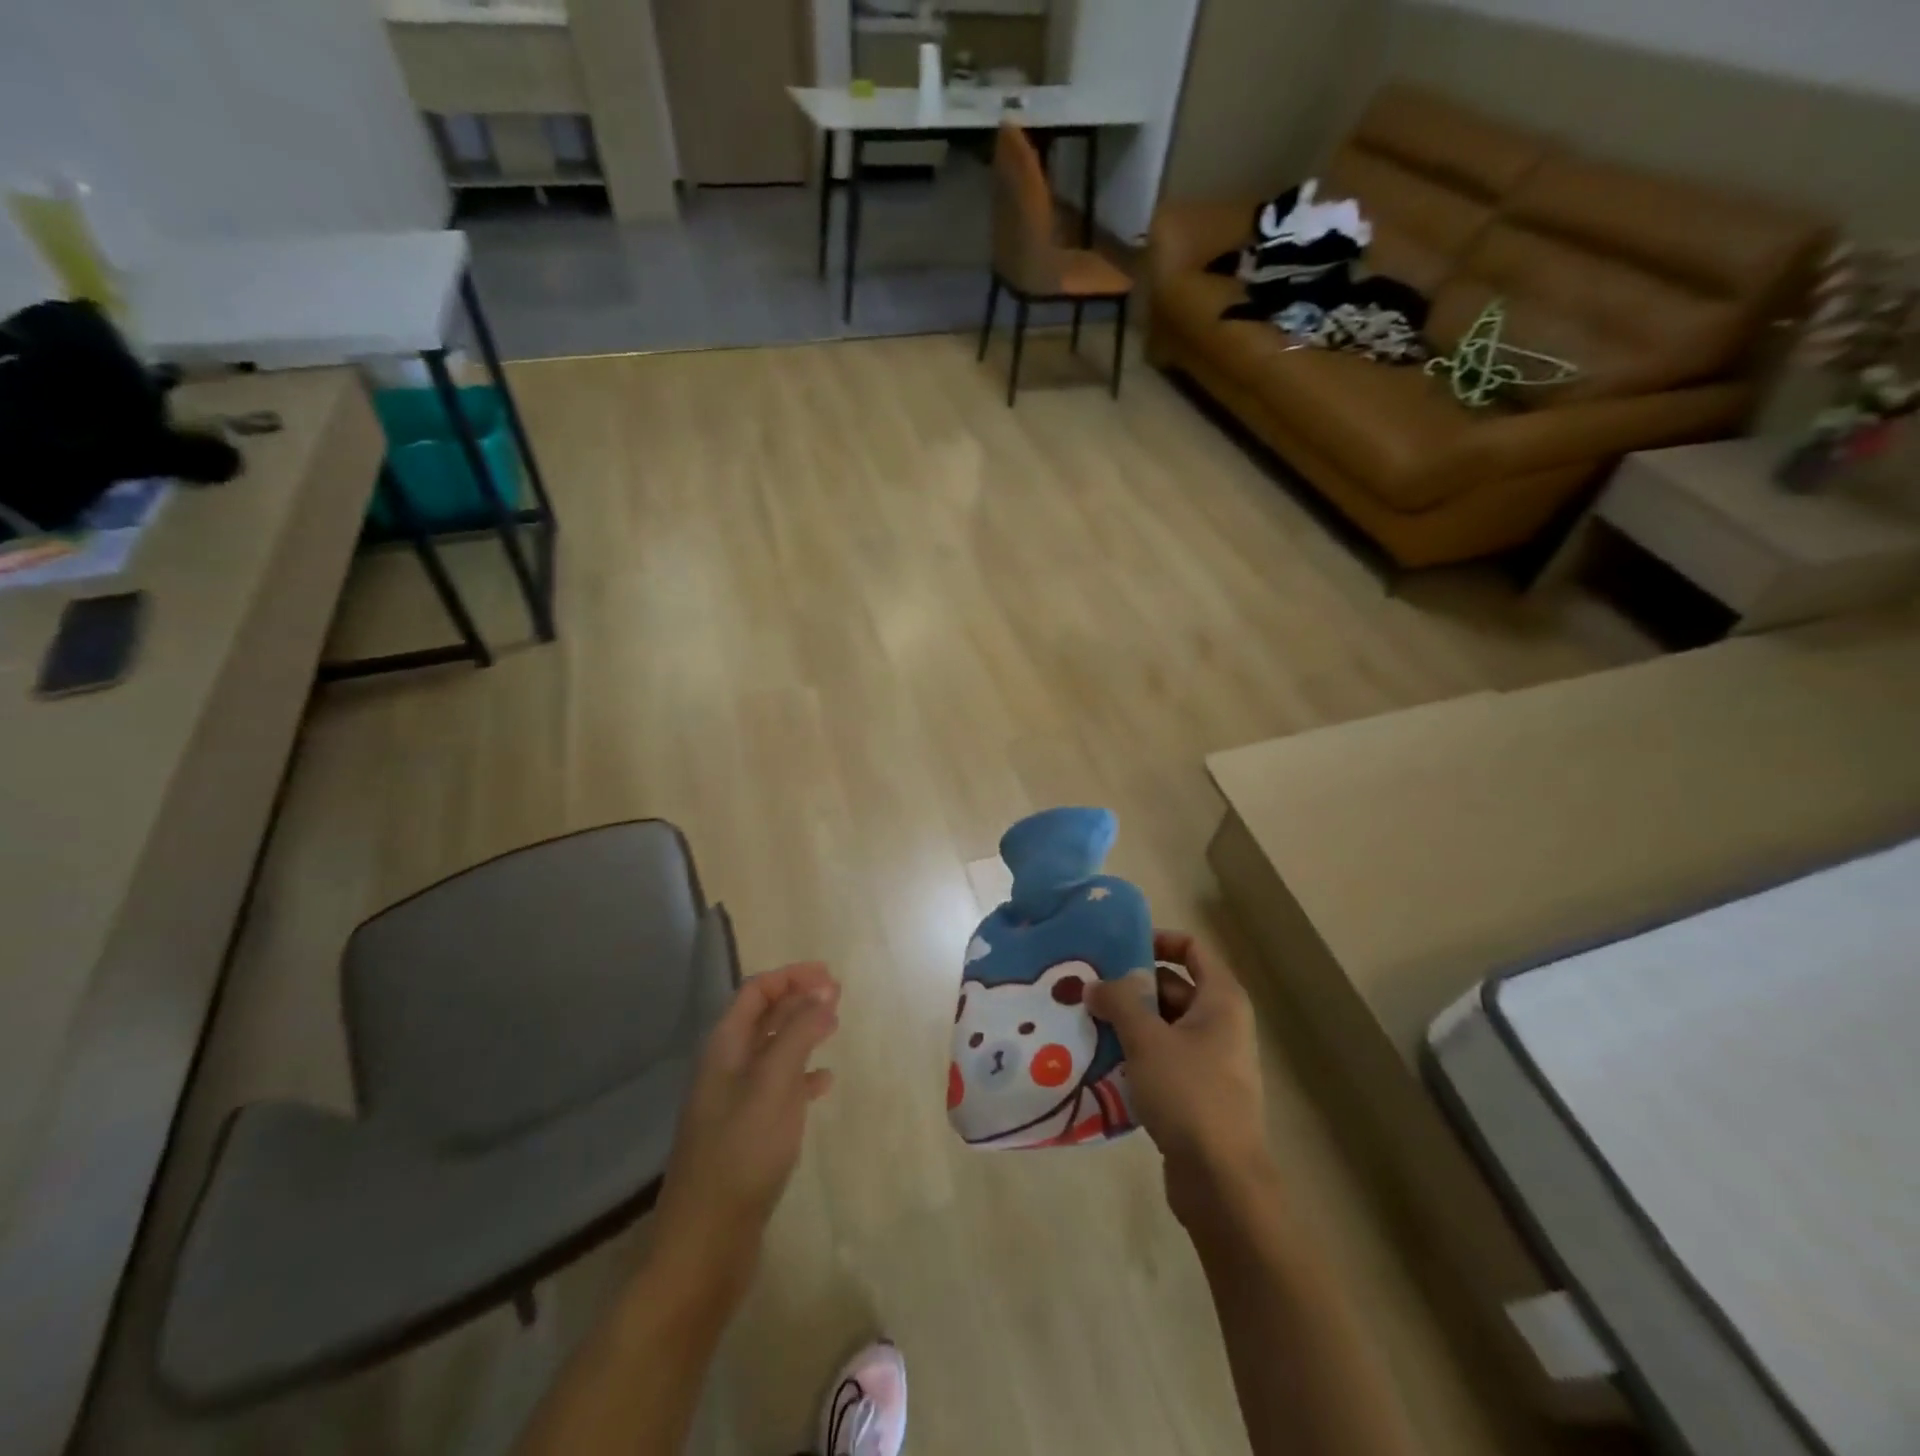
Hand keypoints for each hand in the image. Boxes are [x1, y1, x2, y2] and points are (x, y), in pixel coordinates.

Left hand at [652, 962, 840, 1272]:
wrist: (706, 1243)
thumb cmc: (741, 1153)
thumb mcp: (774, 1084)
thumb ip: (798, 1033)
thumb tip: (822, 991)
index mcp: (724, 1049)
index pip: (755, 992)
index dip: (790, 977)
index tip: (829, 975)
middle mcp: (725, 1069)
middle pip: (763, 1017)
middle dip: (798, 999)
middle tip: (838, 994)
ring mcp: (735, 1103)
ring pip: (772, 1051)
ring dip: (802, 1033)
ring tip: (835, 1026)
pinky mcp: (747, 1135)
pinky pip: (778, 1089)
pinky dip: (802, 1076)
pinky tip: (824, 1082)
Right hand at [1087, 931, 1269, 1221]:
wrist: (1222, 1181)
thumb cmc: (1190, 1094)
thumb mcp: (1147, 1039)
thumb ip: (1119, 1003)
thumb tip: (1094, 983)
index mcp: (1221, 1000)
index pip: (1191, 948)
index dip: (1157, 939)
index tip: (1117, 947)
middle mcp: (1221, 1023)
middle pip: (1172, 986)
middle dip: (1131, 986)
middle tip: (1088, 988)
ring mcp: (1211, 1060)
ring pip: (1164, 1025)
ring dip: (1128, 1022)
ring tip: (1085, 1021)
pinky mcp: (1197, 1092)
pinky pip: (1163, 1057)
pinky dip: (1136, 1053)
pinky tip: (1101, 1060)